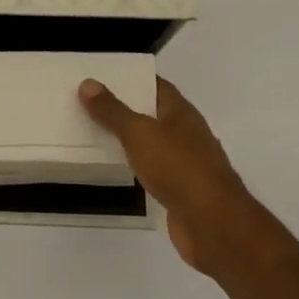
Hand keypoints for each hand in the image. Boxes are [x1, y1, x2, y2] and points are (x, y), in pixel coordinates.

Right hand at [80, 76, 258, 274]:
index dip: (132, 79)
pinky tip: (114, 166)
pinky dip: (134, 163)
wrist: (211, 221)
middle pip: (152, 113)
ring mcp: (185, 162)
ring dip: (128, 137)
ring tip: (92, 131)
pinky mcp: (179, 188)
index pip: (156, 86)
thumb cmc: (178, 168)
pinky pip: (151, 167)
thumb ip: (113, 111)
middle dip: (124, 107)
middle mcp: (186, 133)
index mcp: (181, 113)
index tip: (102, 76)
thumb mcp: (140, 133)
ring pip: (151, 142)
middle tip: (87, 103)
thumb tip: (88, 83)